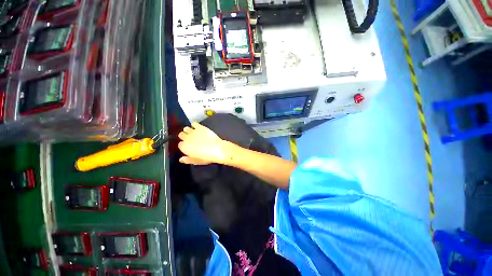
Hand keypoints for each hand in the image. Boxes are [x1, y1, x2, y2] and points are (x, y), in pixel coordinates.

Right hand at [178, 122, 225, 164]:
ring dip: (188, 130)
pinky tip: (198, 127)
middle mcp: (186, 138)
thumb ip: (187, 160)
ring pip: (186, 128)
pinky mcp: (200, 127)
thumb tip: (181, 159)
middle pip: (181, 135)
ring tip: (194, 133)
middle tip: (191, 139)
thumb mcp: (196, 161)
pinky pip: (194, 123)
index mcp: (184, 147)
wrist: (217, 149)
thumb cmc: (206, 157)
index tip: (189, 146)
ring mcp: (193, 132)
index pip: (180, 144)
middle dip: (185, 137)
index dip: (184, 145)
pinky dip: (195, 125)